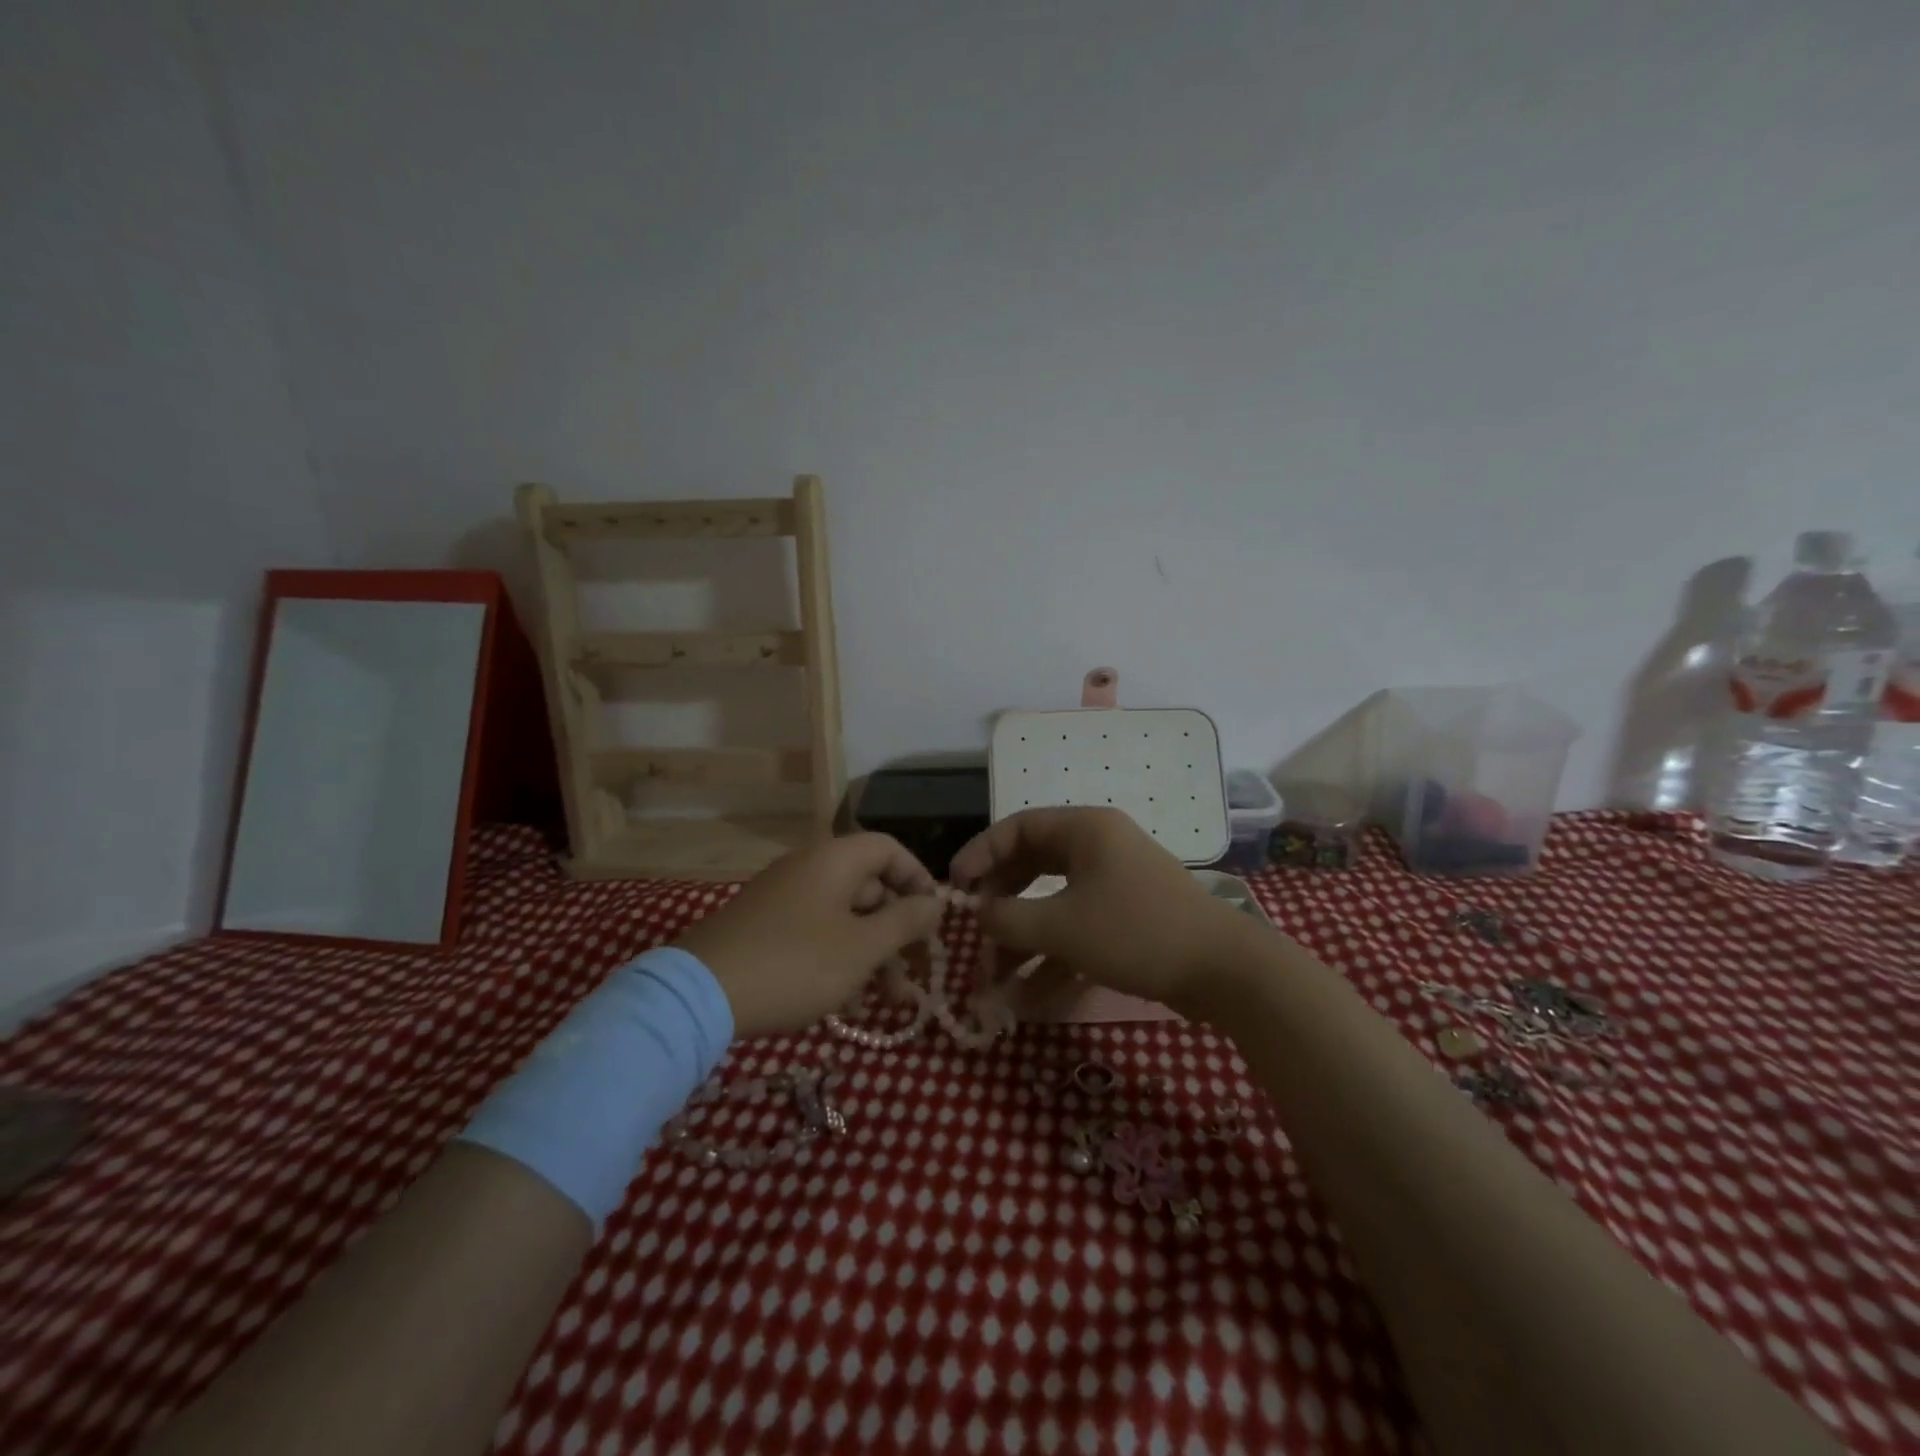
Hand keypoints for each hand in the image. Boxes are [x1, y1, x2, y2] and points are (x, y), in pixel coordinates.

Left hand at [675, 833, 941, 1037]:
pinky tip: (845, 1003)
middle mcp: (809, 868)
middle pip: (869, 886)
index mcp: (835, 859)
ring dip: (871, 953)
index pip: (890, 849)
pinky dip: (838, 959)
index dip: (918, 879)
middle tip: (914, 973)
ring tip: (886, 1001)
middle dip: (897, 930)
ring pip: (844, 916)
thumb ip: (906, 921)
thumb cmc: (796, 964)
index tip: (933, 919)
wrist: (700, 996)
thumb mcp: (862, 947)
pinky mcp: (763, 926)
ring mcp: (783, 897)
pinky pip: (815, 932)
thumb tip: (936, 902)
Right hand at [949, 807, 1252, 1015]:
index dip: (980, 854)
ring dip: (1023, 938)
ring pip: (1053, 902)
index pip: (1018, 828)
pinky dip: (1054, 955)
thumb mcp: (1061, 926)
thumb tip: (976, 915)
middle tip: (974, 929)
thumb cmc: (1135, 932)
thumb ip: (1008, 918)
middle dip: (1000, 902)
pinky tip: (1029, 997)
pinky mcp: (1128, 918)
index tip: (953, 887)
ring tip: (993, 978)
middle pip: (1033, 865)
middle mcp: (1099, 847)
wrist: (1224, 972)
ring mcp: (1115, 883)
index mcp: (1085, 829)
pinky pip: (1078, 927)